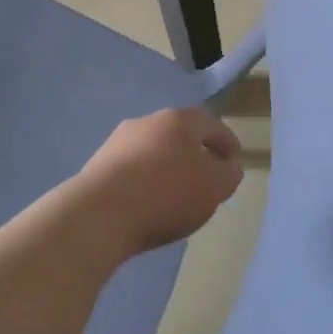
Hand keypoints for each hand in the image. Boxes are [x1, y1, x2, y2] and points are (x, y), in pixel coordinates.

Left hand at [75, 107, 242, 259]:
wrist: (100, 213)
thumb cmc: (166, 194)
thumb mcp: (213, 188)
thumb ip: (228, 174)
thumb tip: (228, 166)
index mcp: (179, 120)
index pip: (210, 124)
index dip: (226, 141)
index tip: (234, 158)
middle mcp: (147, 121)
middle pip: (180, 133)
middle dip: (195, 151)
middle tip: (206, 174)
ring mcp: (119, 141)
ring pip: (154, 149)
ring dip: (168, 164)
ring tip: (176, 191)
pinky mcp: (99, 163)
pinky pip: (133, 167)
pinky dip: (146, 178)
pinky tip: (148, 200)